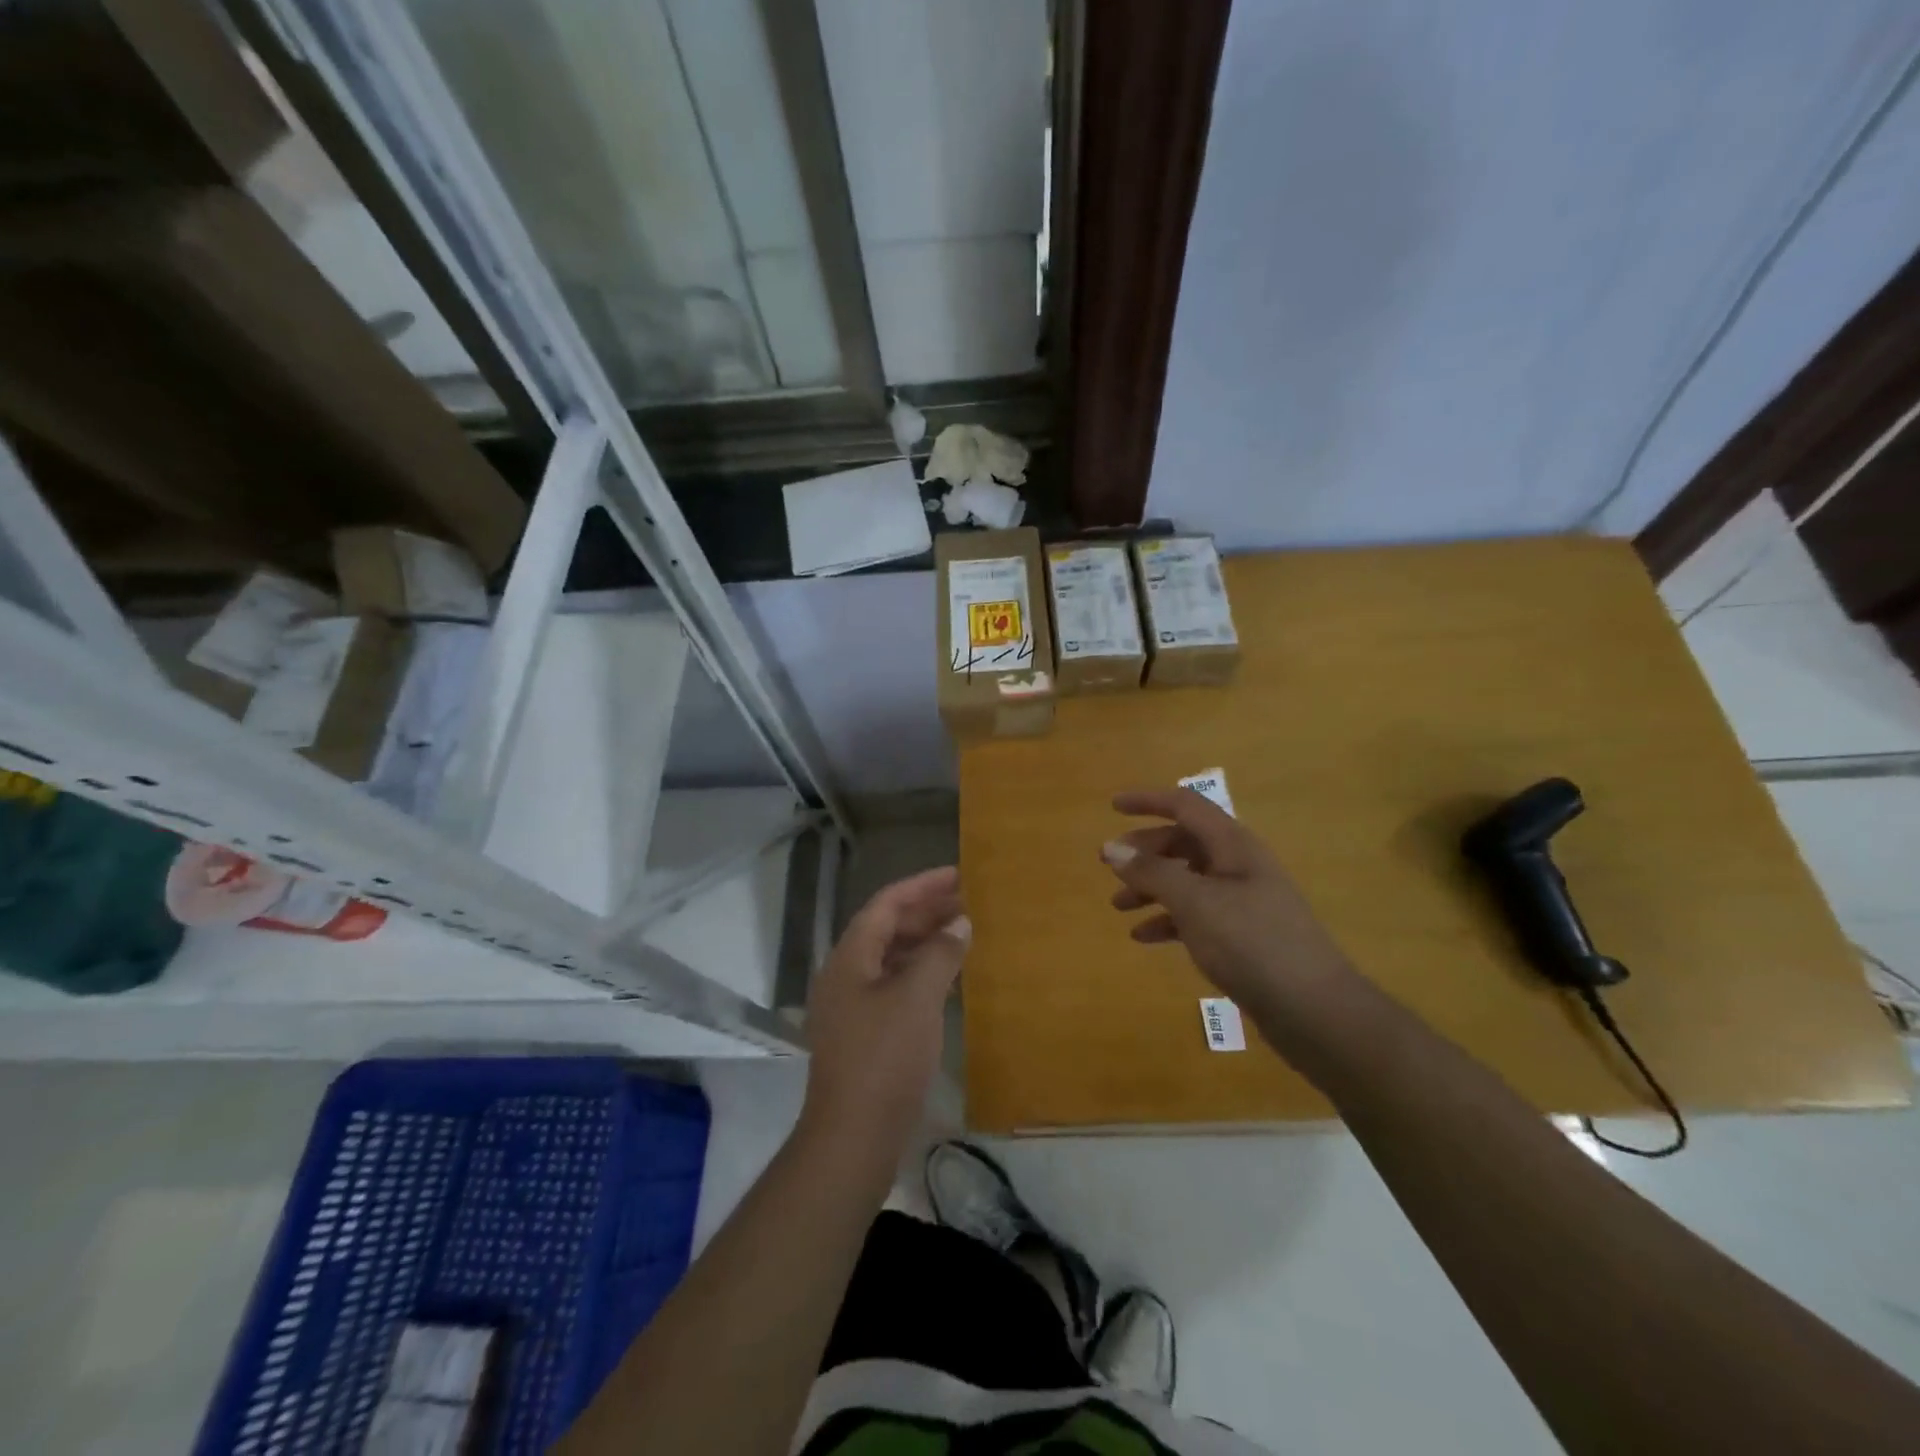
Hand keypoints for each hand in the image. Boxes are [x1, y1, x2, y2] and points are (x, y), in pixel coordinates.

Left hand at [800, 867, 968, 1169]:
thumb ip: (940, 954)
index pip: (886, 904)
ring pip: (891, 958)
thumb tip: (959, 923)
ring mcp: (852, 1006)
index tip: (958, 875)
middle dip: (926, 912)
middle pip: (886, 929)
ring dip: (925, 943)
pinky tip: (948, 980)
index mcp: (849, 957)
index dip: (922, 886)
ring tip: (963, 934)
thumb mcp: (917, 998)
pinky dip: (921, 973)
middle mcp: (845, 974)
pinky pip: (894, 986)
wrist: (853, 1137)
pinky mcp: (864, 1034)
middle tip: (968, 903)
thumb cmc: (884, 1057)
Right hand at [1102, 788, 1356, 1023]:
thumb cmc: (1252, 943)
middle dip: (1144, 850)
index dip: (1149, 801)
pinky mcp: (1242, 934)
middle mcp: (1238, 865)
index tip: (1113, 806)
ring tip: (1118, 905)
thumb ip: (1151, 872)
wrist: (1313, 1010)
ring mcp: (1242, 901)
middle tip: (1107, 865)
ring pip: (1187, 880)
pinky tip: (1144, 937)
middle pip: (1184, 843)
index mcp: (1233, 845)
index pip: (1186, 806)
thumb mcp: (1195, 903)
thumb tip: (1112, 847)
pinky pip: (1196, 914)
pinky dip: (1168, 919)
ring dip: (1151, 887)